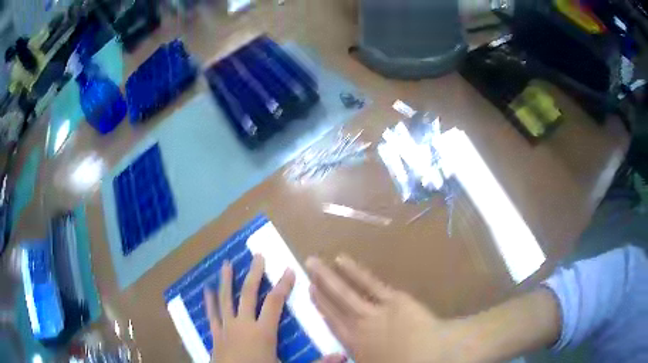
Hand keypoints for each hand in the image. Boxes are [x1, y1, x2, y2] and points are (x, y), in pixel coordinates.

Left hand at [204, 255, 346, 362]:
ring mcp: (226, 328)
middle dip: (254, 274)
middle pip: (248, 294)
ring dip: (226, 281)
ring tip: (225, 263)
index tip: (289, 269)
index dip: (283, 285)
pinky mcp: (216, 335)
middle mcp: (243, 324)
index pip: (275, 303)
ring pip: (226, 299)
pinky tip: (205, 290)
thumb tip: (343, 356)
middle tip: (257, 256)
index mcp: (263, 332)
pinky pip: (211, 315)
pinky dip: (209, 302)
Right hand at [306, 255, 465, 362]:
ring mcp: (375, 312)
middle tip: (305, 269)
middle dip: (318, 287)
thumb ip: (358, 354)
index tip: (310, 292)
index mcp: (356, 345)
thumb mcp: (374, 362)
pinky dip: (354, 272)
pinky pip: (369, 284)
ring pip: (345, 292)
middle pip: (334, 304)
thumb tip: (342, 352)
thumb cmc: (408, 362)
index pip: (333, 323)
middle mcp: (359, 327)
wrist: (436, 354)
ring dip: (328, 277)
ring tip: (314, 262)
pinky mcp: (393, 299)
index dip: (320, 306)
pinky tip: (342, 260)